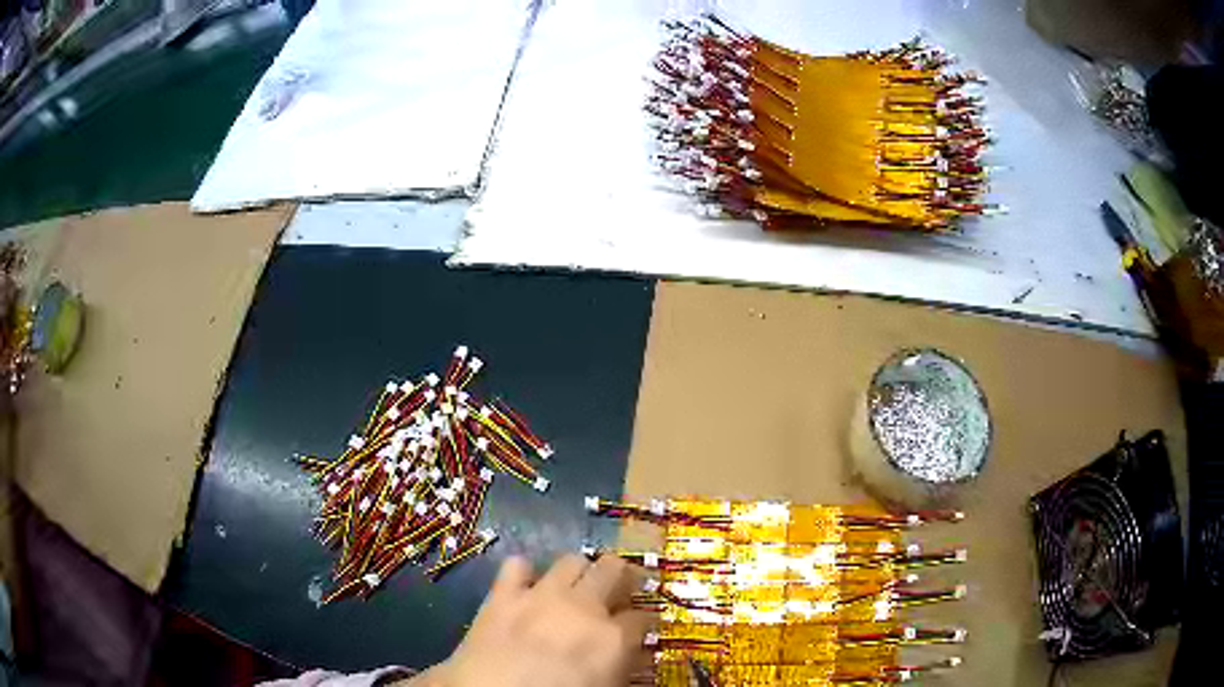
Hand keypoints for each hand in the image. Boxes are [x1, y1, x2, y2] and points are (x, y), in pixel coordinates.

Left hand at [425, 554, 652, 686]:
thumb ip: (621, 667)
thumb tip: (631, 656)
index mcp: (613, 638)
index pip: (643, 617)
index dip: (644, 620)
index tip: (642, 626)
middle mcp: (582, 607)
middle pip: (613, 570)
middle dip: (621, 577)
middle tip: (619, 591)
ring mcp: (541, 596)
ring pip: (571, 560)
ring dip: (578, 571)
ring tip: (576, 585)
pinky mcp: (502, 595)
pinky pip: (516, 565)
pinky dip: (524, 571)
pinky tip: (526, 584)